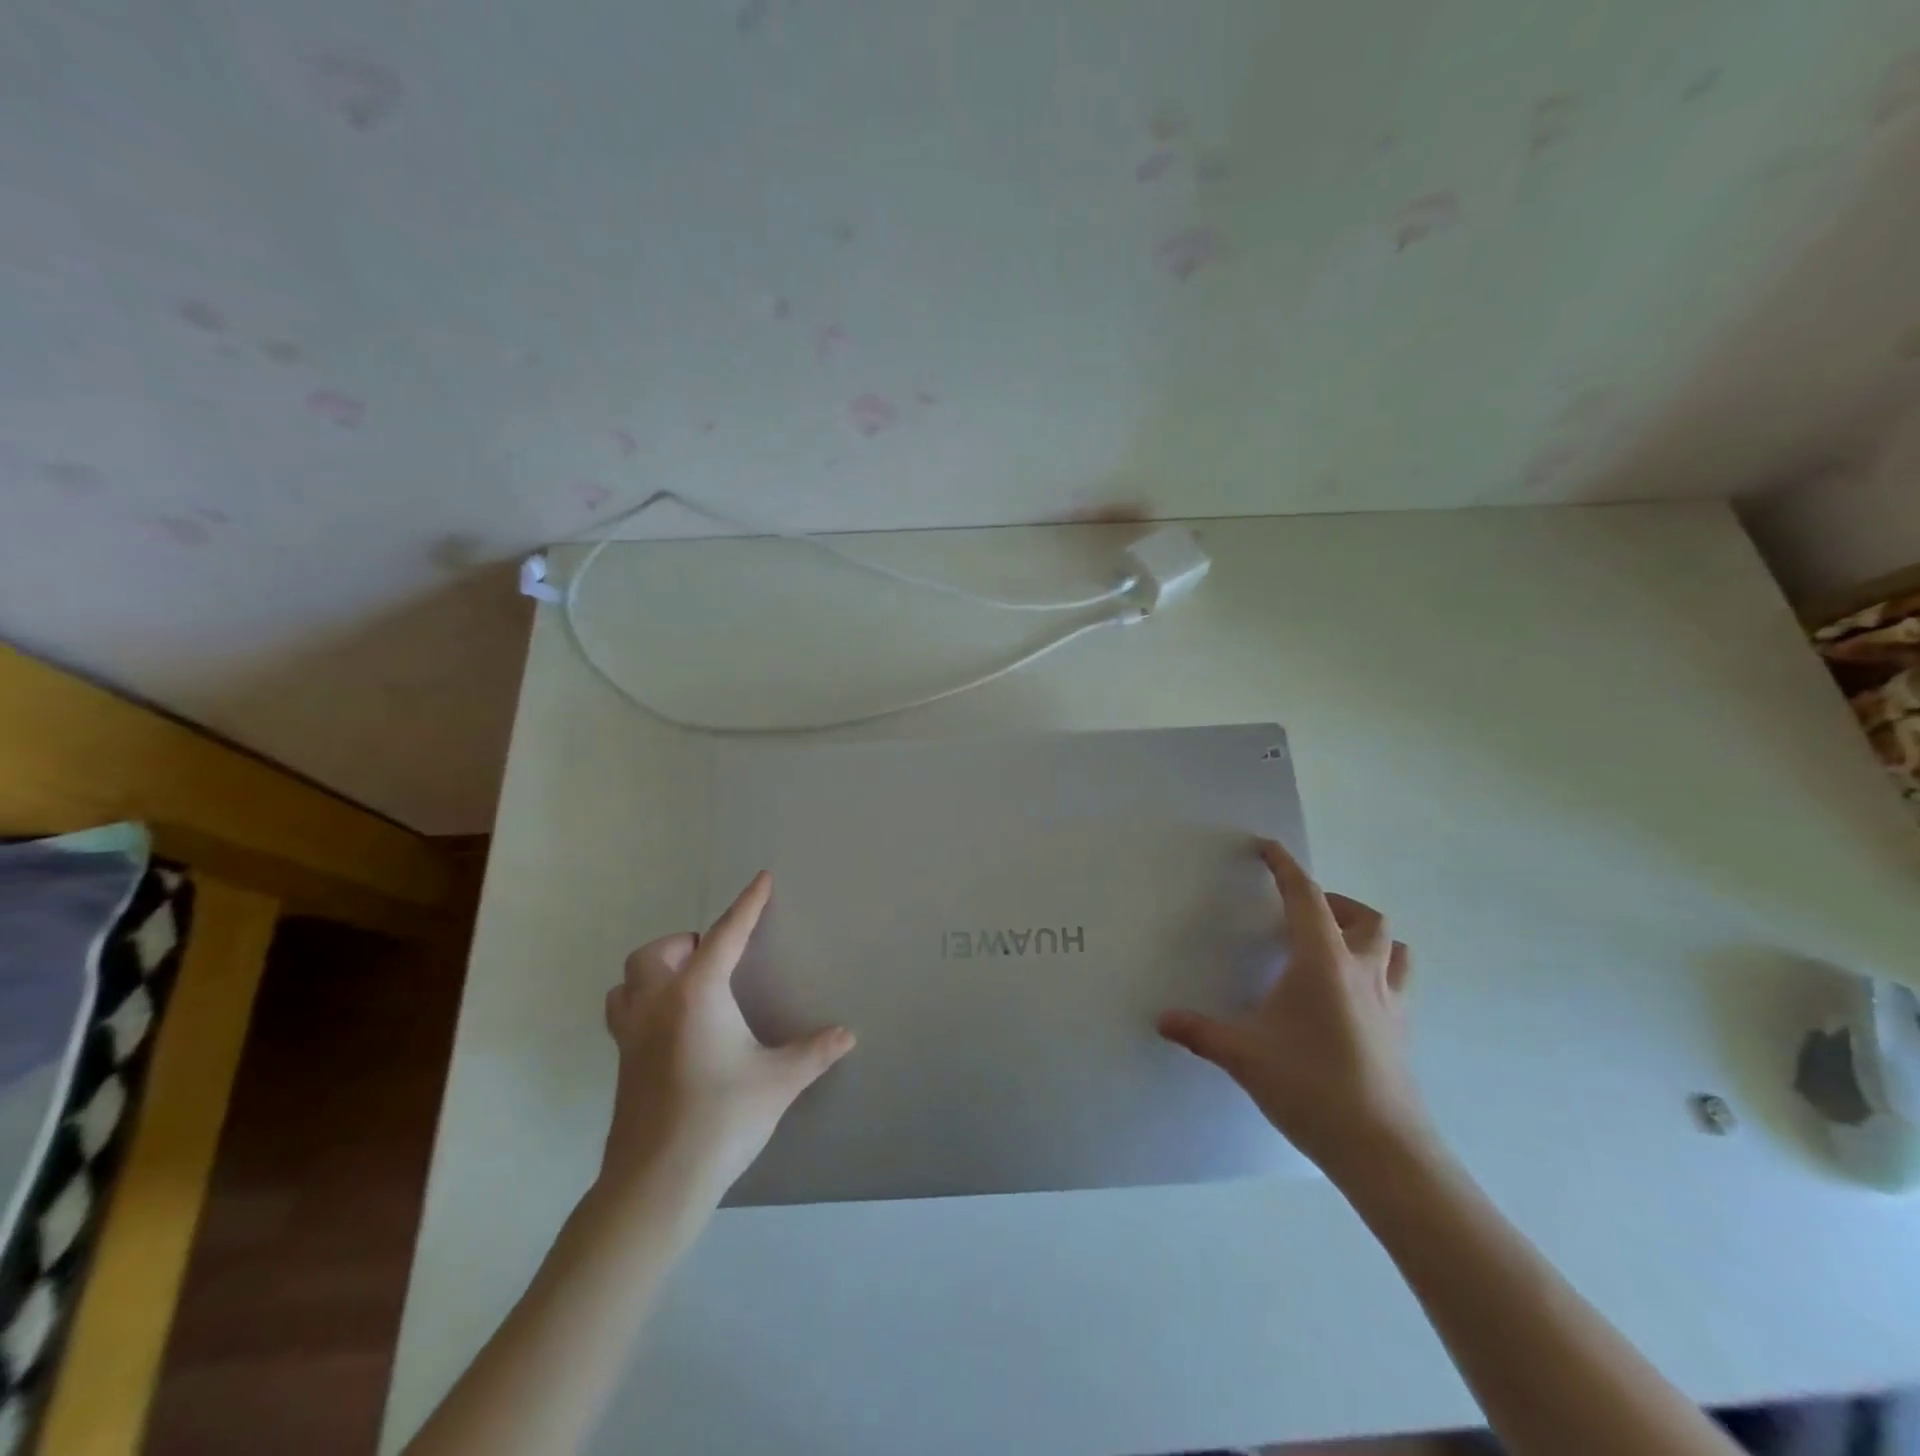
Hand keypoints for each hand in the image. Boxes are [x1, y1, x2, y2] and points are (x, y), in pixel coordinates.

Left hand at [600, 871, 854, 1198]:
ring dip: (654, 971)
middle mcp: (657, 1004)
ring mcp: (631, 1036)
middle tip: (715, 959)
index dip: (747, 905)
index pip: (726, 935)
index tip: (762, 879)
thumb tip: (847, 1034)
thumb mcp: (779, 1081)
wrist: (657, 1182)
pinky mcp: (621, 1065)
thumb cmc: (721, 1117)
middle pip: (657, 952)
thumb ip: (814, 1052)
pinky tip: (671, 1029)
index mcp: (697, 994)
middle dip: (686, 943)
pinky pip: (623, 1013)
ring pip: (628, 981)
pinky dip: (642, 1003)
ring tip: (687, 985)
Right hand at [1158, 838, 1429, 1180]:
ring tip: (1334, 944)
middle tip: (1300, 912)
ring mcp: (1390, 1002)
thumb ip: (1199, 1032)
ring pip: (1392, 946)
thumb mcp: (1242, 1055)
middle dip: (1333, 901)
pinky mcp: (1402, 1032)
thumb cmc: (1310, 1086)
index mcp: (1323, 961)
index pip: (1305, 897)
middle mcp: (1362, 970)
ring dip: (1365, 933)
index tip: (1267, 847)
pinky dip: (1377, 970)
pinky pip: (1397, 981)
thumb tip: (1162, 1020)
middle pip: (1363, 916)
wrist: (1383, 1150)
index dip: (1285, 867)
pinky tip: (1350, 996)